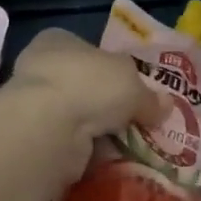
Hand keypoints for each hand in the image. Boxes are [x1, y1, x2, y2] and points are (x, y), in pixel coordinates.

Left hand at [6, 28, 170, 181]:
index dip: (113, 68)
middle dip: (109, 106)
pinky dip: (89, 151)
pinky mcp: (35, 138)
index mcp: (59, 41)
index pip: (89, 51)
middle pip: (85, 87)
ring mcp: (34, 105)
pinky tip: (111, 159)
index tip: (133, 89)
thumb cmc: (91, 84)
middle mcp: (41, 68)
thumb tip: (166, 106)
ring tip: (129, 144)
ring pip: (78, 118)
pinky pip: (70, 143)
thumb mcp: (133, 84)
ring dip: (99, 132)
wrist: (48, 126)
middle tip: (136, 121)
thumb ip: (150, 97)